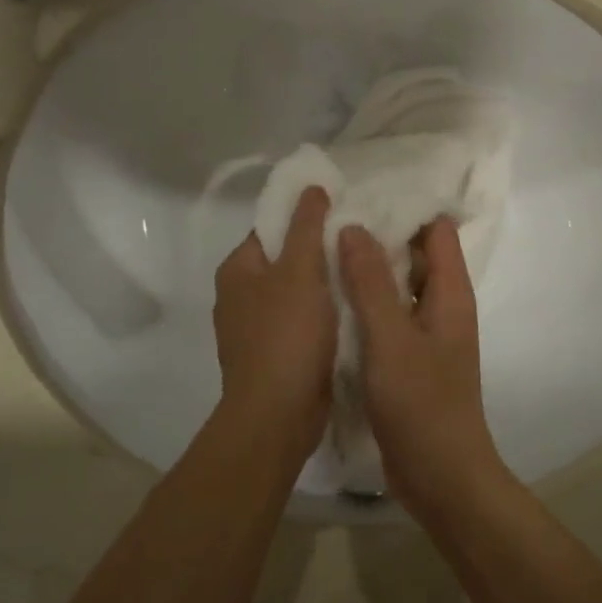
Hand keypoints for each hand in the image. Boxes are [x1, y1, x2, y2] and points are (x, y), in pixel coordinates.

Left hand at [213, 187, 336, 462]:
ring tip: (364, 271)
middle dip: (321, 251)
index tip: (344, 215)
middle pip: (286, 260)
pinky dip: (326, 314)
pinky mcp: (276, 355)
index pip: (272, 227)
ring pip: (298, 293)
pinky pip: (304, 322)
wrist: (278, 415)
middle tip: (361, 243)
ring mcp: (256, 329)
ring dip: (327, 284)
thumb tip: (311, 187)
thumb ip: (306, 226)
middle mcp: (240, 296)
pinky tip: (355, 309)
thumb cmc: (287, 335)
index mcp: (237, 269)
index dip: (305, 217)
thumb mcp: (300, 271)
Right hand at [338, 218, 504, 512]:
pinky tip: (330, 295)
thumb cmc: (422, 404)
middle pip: (415, 253)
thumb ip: (371, 283)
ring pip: (397, 284)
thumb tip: (353, 226)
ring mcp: (424, 333)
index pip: (437, 229)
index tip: (366, 187)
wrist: (441, 479)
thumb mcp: (391, 338)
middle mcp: (441, 305)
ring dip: (368, 267)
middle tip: (333, 212)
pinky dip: (364, 300)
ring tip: (324, 244)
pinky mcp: (407, 357)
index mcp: (450, 292)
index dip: (407, 205)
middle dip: (380, 232)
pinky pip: (386, 314)